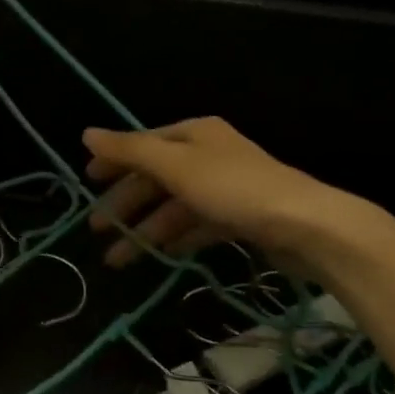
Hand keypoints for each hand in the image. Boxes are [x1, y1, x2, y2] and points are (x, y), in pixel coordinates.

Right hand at [83, 117, 377, 273]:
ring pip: (174, 207)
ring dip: (145, 230)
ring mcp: (225, 188)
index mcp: (194, 135)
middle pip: (156, 178)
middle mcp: (208, 156)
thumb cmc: (234, 189)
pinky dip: (177, 238)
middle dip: (125, 204)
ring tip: (118, 260)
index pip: (143, 144)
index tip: (87, 182)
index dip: (114, 162)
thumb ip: (129, 151)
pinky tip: (161, 255)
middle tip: (97, 229)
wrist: (308, 226)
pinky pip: (198, 226)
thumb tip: (86, 133)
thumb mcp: (175, 166)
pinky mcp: (240, 218)